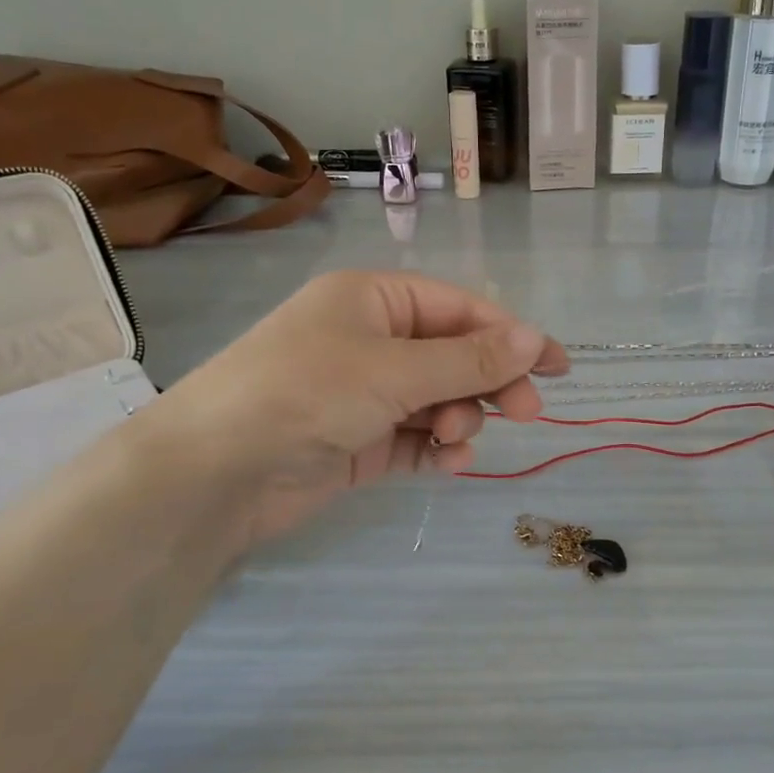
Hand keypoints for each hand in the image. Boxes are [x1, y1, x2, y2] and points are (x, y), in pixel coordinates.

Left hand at [140, 271, 567, 549]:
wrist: (215, 473)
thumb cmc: (306, 392)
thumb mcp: (395, 370)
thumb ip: (469, 360)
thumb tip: (535, 338)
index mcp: (374, 300)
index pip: (460, 309)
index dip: (512, 335)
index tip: (558, 366)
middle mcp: (371, 340)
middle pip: (453, 355)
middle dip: (489, 382)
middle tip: (526, 412)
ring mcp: (364, 393)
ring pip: (438, 399)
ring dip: (458, 417)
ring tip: (456, 440)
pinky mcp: (358, 441)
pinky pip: (414, 438)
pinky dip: (436, 449)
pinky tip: (451, 463)